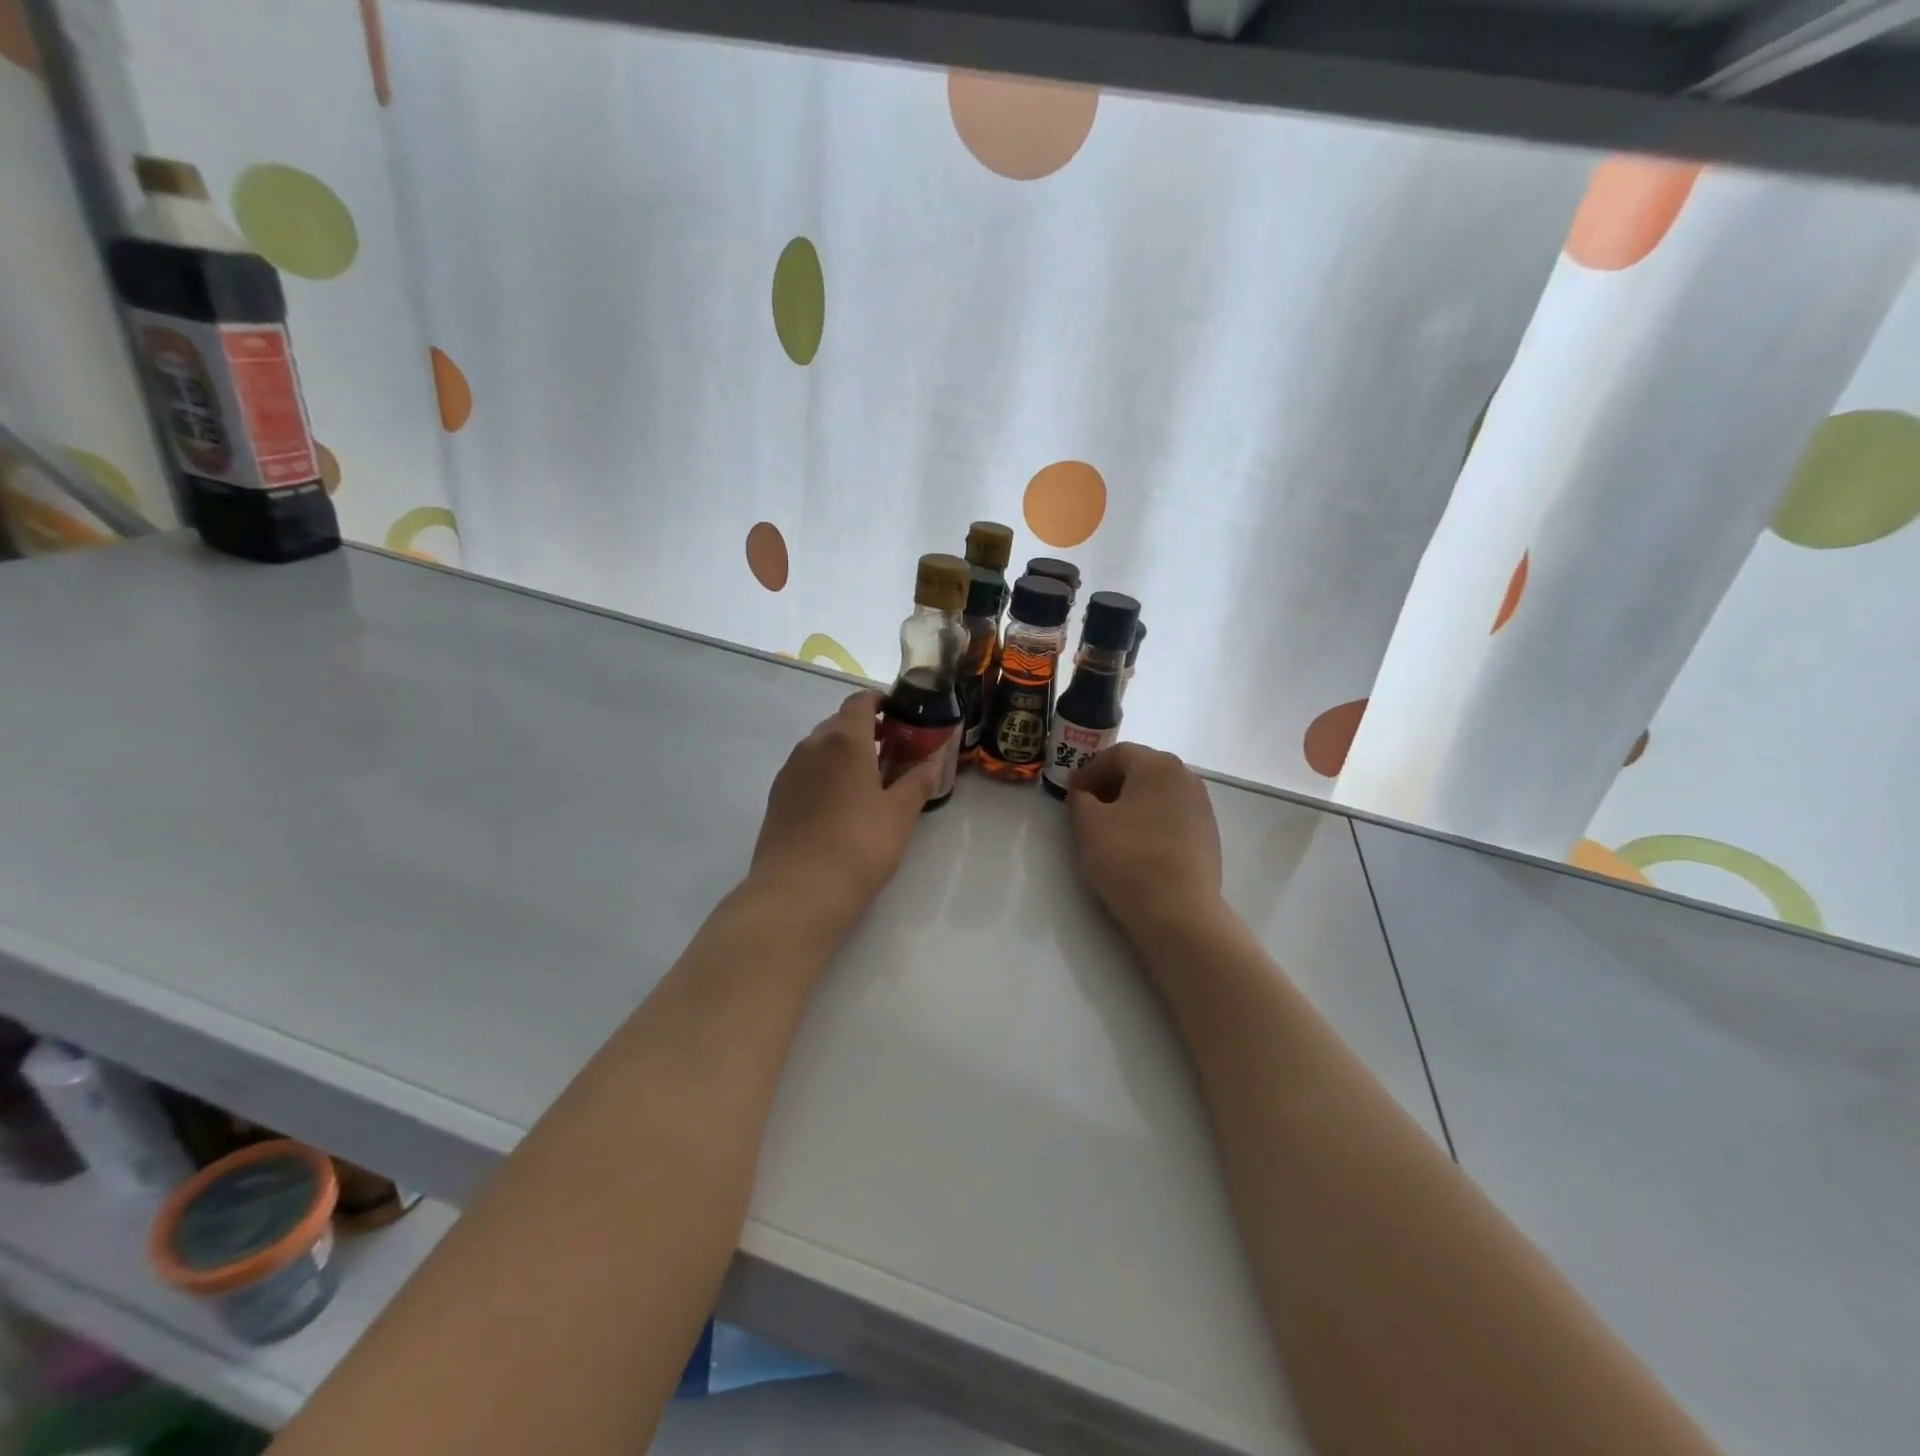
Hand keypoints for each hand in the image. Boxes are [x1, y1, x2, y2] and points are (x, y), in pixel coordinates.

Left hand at [749, 691, 939, 935]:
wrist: (798, 891)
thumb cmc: (859, 845)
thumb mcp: (899, 814)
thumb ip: (917, 782)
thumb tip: (931, 764)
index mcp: (844, 740)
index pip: (860, 701)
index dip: (881, 702)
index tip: (900, 716)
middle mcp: (811, 746)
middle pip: (839, 723)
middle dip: (866, 730)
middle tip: (892, 752)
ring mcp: (789, 771)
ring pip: (820, 748)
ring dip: (844, 754)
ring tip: (869, 781)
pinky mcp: (777, 797)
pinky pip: (806, 771)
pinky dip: (826, 774)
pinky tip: (840, 805)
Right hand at [1067, 745, 1225, 942]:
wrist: (1178, 911)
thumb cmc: (1127, 857)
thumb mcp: (1087, 824)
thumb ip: (1080, 799)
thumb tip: (1085, 794)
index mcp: (1157, 765)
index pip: (1117, 754)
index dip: (1089, 770)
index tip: (1072, 793)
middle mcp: (1185, 777)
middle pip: (1141, 770)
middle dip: (1111, 784)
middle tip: (1088, 807)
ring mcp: (1202, 806)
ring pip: (1158, 794)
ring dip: (1132, 803)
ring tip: (1111, 829)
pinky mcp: (1209, 834)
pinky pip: (1172, 816)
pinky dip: (1151, 821)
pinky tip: (1137, 847)